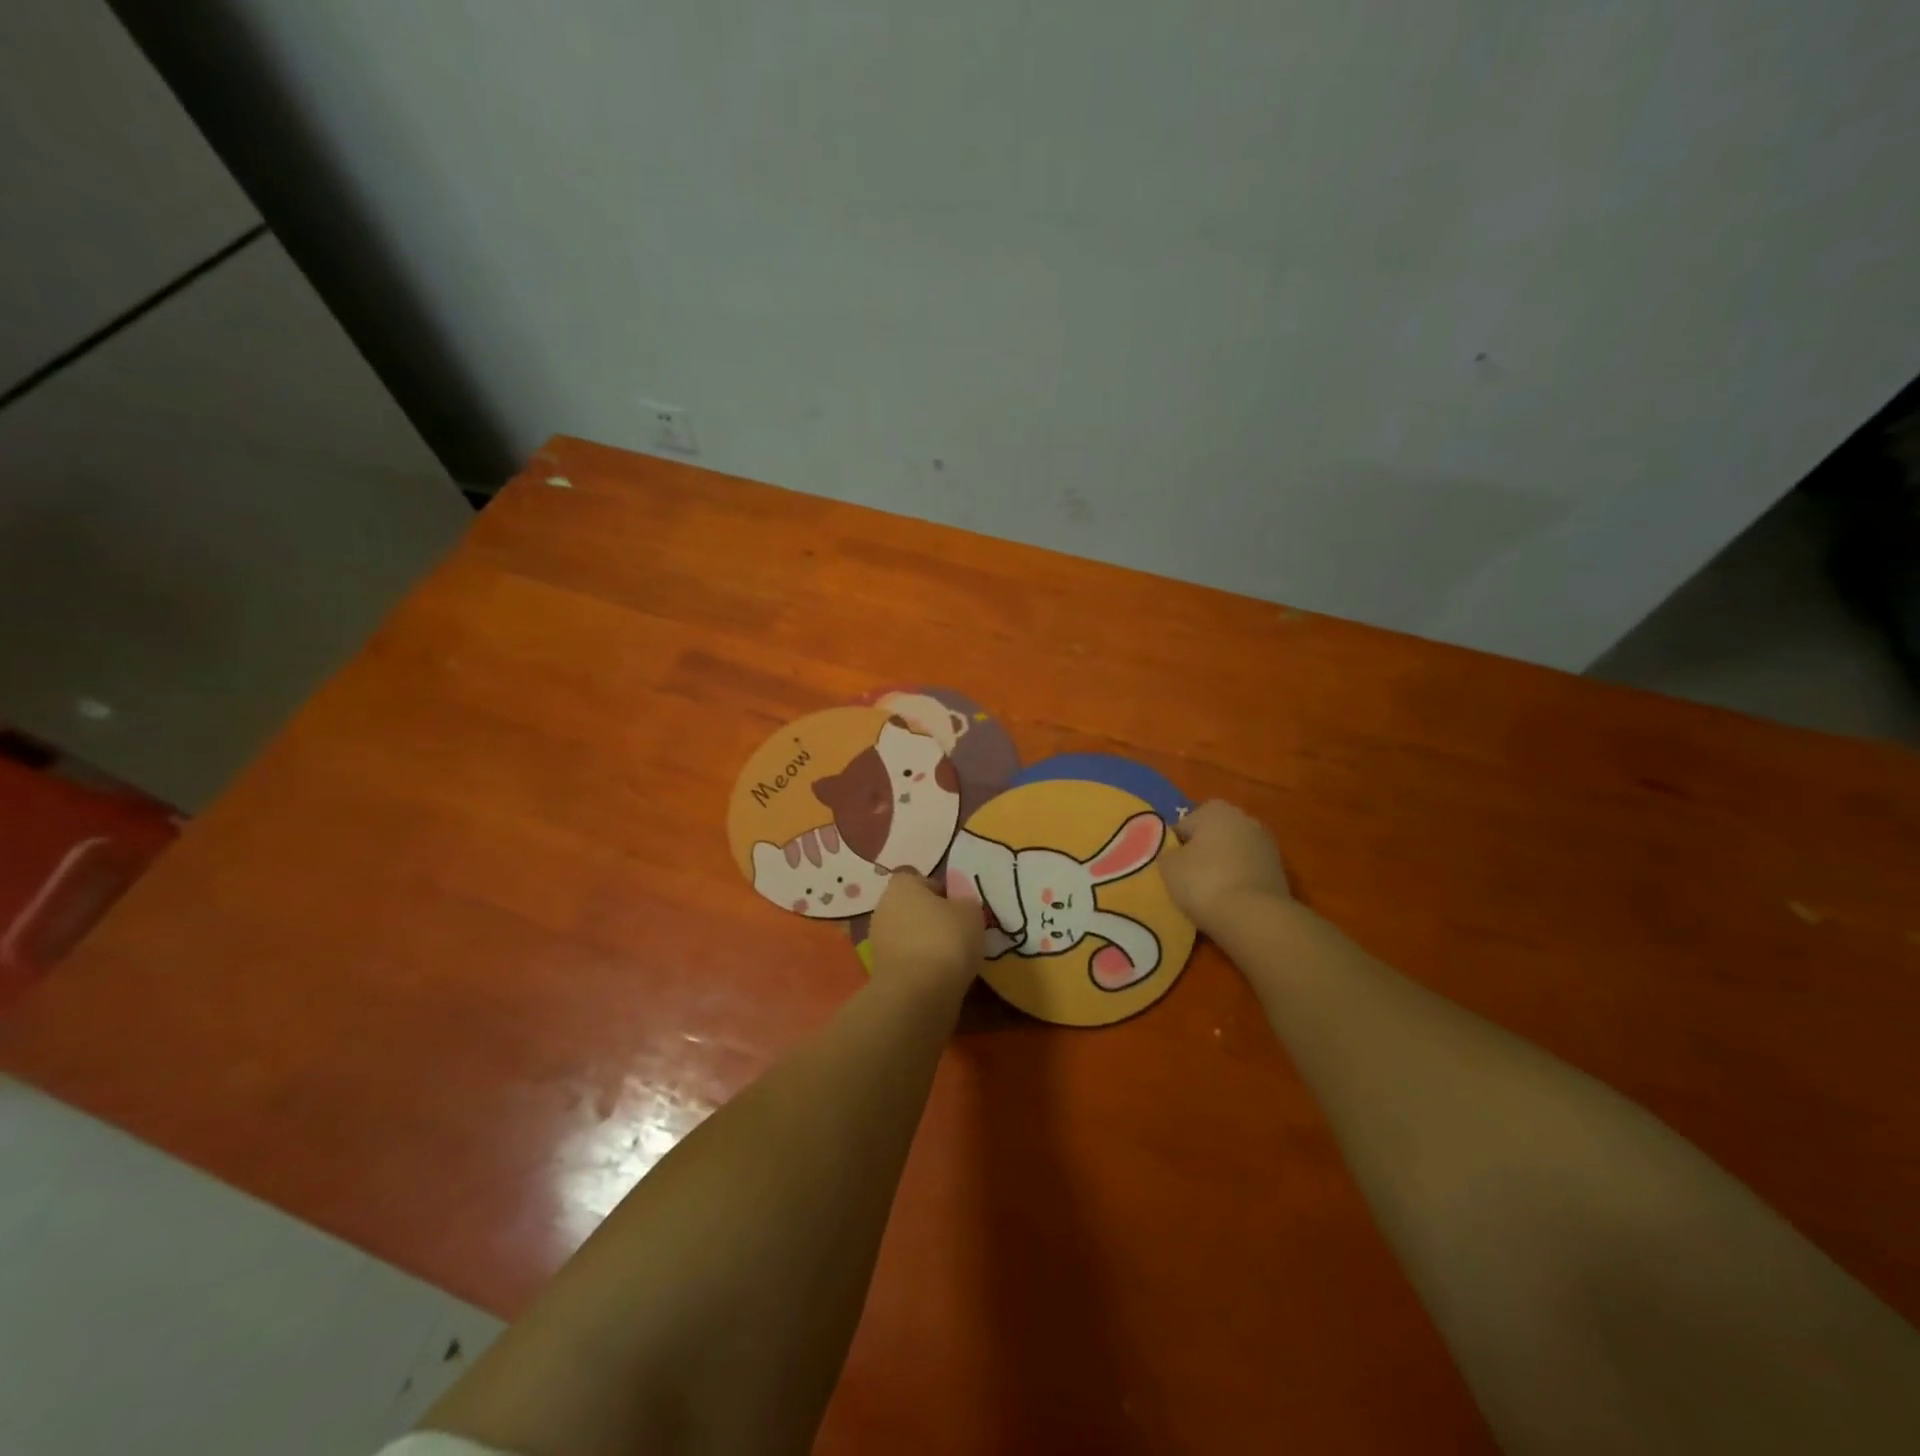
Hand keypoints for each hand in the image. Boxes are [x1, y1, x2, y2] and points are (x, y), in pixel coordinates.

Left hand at [870, 870, 982, 994]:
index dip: (939, 890)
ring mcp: (879, 942)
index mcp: (901, 886)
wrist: (918, 994)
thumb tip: (958, 907)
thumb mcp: (971, 912)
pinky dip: (921, 966)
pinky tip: (941, 976)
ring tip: (953, 957)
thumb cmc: (946, 939)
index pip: (918, 879)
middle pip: (911, 908)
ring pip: (908, 935)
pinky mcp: (881, 972)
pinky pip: (907, 960)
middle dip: (931, 918)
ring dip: (926, 943)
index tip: (957, 906)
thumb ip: (964, 903)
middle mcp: (883, 909)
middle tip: (958, 931)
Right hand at [1163, 801, 1292, 932]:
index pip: (1184, 825)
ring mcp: (1267, 844)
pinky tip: (1230, 901)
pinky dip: (1239, 881)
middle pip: (1212, 835)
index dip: (1174, 847)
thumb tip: (1176, 854)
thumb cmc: (1203, 882)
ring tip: (1210, 893)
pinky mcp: (1280, 870)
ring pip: (1232, 853)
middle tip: (1188, 878)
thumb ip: (1168, 852)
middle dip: (1202, 852)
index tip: (1171, 868)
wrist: (1253, 917)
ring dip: (1222, 866)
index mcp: (1215, 809)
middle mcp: (1244, 818)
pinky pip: (1248, 871)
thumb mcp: (1167, 865)